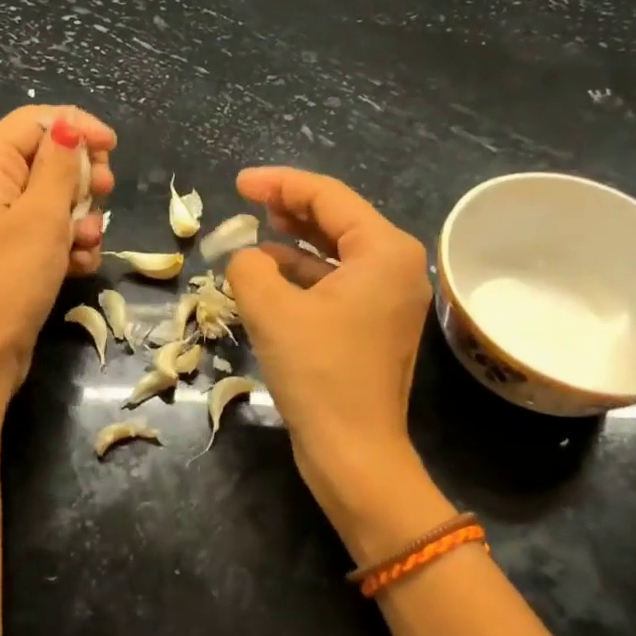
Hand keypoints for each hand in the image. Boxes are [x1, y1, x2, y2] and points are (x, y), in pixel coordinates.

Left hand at [0, 105, 116, 390]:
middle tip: (103, 196)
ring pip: (53, 198)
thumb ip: (60, 164)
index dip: (77, 127)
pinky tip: (78, 265)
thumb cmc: (10, 277)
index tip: (113, 149)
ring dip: (80, 217)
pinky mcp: (10, 253)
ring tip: (86, 243)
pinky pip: (47, 232)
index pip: (35, 120)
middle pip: (46, 158)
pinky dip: (68, 244)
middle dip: (81, 178)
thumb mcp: (43, 214)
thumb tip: (69, 124)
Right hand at [226, 167, 430, 507]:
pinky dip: (303, 274)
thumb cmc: (318, 373)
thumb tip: (246, 257)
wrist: (353, 452)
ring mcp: (388, 298)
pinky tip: (269, 275)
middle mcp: (396, 266)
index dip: (279, 183)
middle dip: (290, 207)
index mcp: (383, 251)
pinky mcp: (374, 325)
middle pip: (337, 219)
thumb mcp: (270, 309)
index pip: (328, 196)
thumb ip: (248, 266)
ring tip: (255, 231)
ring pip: (335, 252)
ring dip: (294, 241)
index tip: (239, 183)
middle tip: (248, 200)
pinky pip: (336, 282)